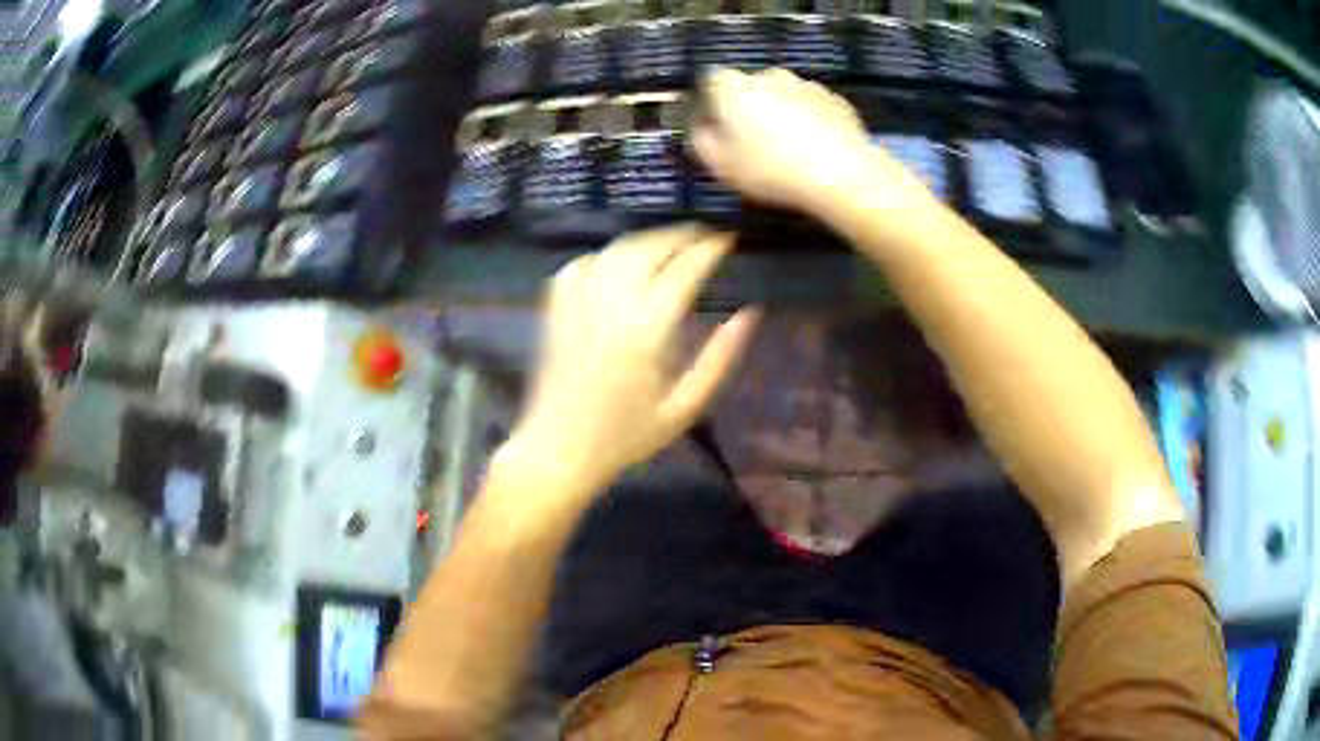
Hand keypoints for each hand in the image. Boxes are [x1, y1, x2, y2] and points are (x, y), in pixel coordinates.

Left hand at [499, 225, 759, 495]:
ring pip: (617, 249)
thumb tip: (750, 313)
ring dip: (648, 239)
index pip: (684, 270)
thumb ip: (720, 358)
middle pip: (650, 248)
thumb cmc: (627, 435)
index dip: (710, 249)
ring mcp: (578, 301)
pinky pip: (584, 262)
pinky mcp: (556, 307)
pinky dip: (608, 254)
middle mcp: (611, 304)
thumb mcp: (684, 407)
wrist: (559, 449)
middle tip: (705, 235)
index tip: (729, 239)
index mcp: (647, 329)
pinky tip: (622, 262)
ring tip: (672, 243)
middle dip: (682, 235)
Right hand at [692, 68, 931, 219]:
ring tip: (790, 148)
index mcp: (734, 86)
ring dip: (781, 112)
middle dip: (749, 106)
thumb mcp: (720, 165)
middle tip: (754, 141)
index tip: (716, 124)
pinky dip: (810, 120)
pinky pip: (813, 107)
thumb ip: (701, 139)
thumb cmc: (771, 169)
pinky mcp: (836, 99)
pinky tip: (816, 148)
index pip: (711, 80)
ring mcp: (806, 84)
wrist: (842, 174)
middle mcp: (769, 75)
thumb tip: (701, 126)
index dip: (712, 101)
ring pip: (784, 95)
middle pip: (751, 86)